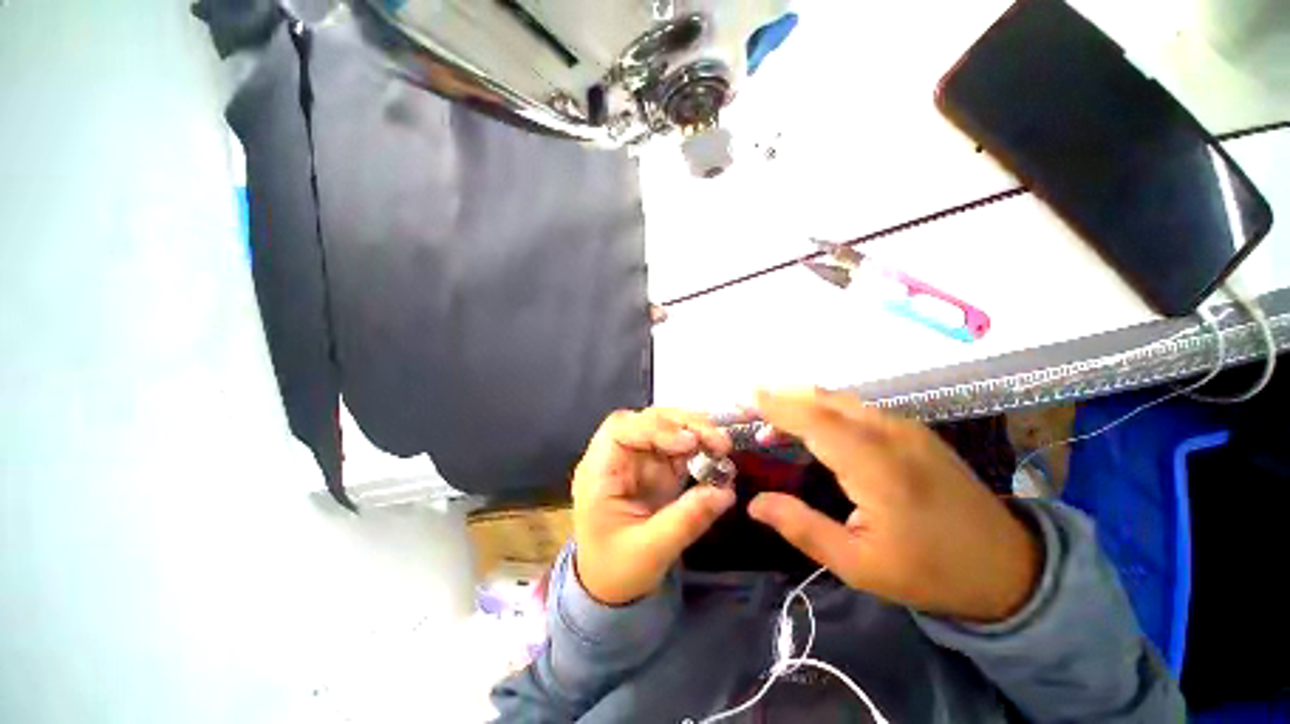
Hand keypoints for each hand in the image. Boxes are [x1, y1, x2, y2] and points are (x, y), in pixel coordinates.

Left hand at [572, 409, 735, 605]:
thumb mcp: (651, 551)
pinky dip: (697, 445)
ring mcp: (637, 458)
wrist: (609, 586)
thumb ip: (686, 520)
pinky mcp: (654, 465)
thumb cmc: (617, 570)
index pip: (621, 429)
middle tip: (717, 441)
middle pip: (646, 420)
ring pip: (664, 426)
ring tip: (721, 445)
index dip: (656, 427)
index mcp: (599, 471)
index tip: (689, 443)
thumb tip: (725, 491)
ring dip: (694, 430)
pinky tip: (715, 454)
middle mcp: (616, 456)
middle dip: (682, 424)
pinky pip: (676, 445)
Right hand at [748, 389, 1040, 622]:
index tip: (745, 397)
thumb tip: (753, 503)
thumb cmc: (930, 571)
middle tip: (749, 409)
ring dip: (801, 404)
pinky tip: (810, 431)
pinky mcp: (912, 431)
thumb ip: (802, 528)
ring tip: (770, 425)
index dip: (776, 405)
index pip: (815, 420)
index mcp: (877, 467)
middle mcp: (891, 435)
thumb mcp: (859, 565)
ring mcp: (905, 428)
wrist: (1008, 566)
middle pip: (825, 400)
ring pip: (840, 401)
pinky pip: (856, 409)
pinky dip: (823, 411)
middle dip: (782, 398)